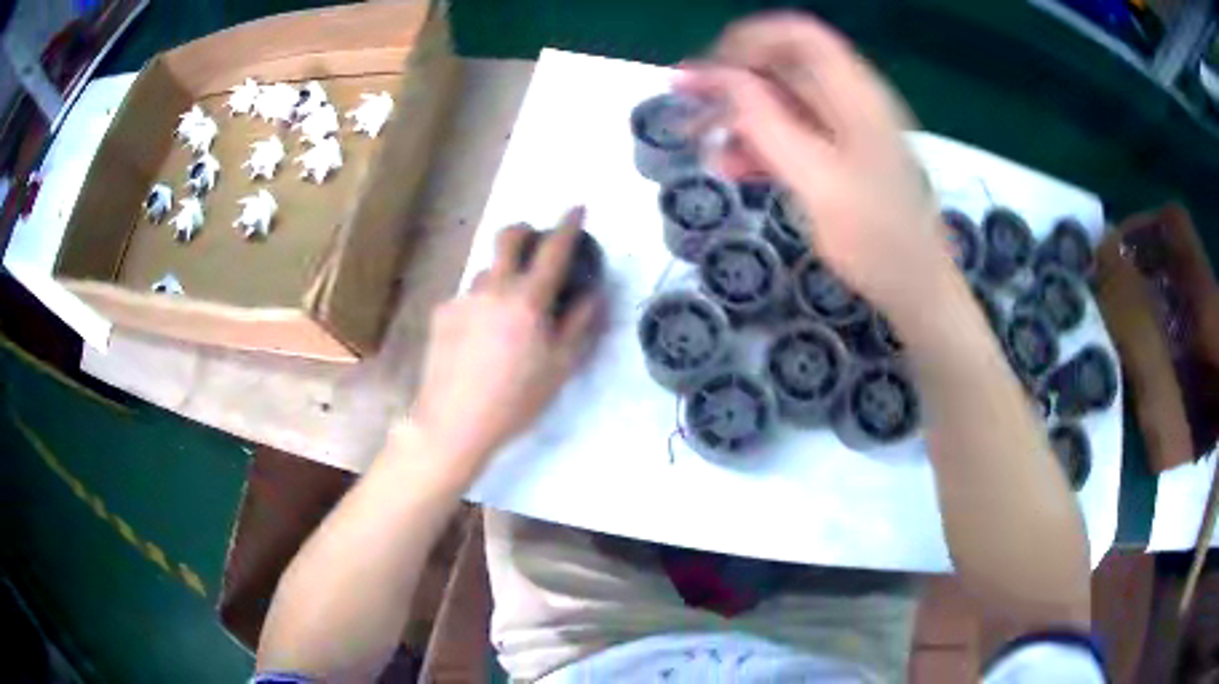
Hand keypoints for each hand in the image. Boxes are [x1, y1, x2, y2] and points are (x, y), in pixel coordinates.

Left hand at [406, 208, 599, 483]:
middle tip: (533, 241)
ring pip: (486, 272)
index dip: (568, 224)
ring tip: (505, 314)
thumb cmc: (516, 399)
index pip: (554, 250)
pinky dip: (480, 307)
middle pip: (507, 238)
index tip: (577, 207)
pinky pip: (467, 299)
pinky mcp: (442, 313)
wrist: (454, 421)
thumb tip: (592, 293)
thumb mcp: (560, 367)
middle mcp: (493, 288)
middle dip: (524, 230)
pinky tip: (477, 339)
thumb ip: (579, 323)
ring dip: (501, 278)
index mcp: (527, 300)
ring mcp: (463, 298)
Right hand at [679, 13, 949, 312]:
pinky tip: (732, 169)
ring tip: (702, 144)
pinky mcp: (840, 159)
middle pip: (785, 67)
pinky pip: (793, 136)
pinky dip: (760, 146)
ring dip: (740, 118)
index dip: (751, 40)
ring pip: (783, 104)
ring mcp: (846, 131)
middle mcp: (851, 102)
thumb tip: (722, 79)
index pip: (800, 36)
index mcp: (856, 95)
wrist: (917, 291)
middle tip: (685, 101)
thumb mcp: (818, 182)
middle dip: (733, 81)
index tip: (711, 69)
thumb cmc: (878, 241)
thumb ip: (769, 125)